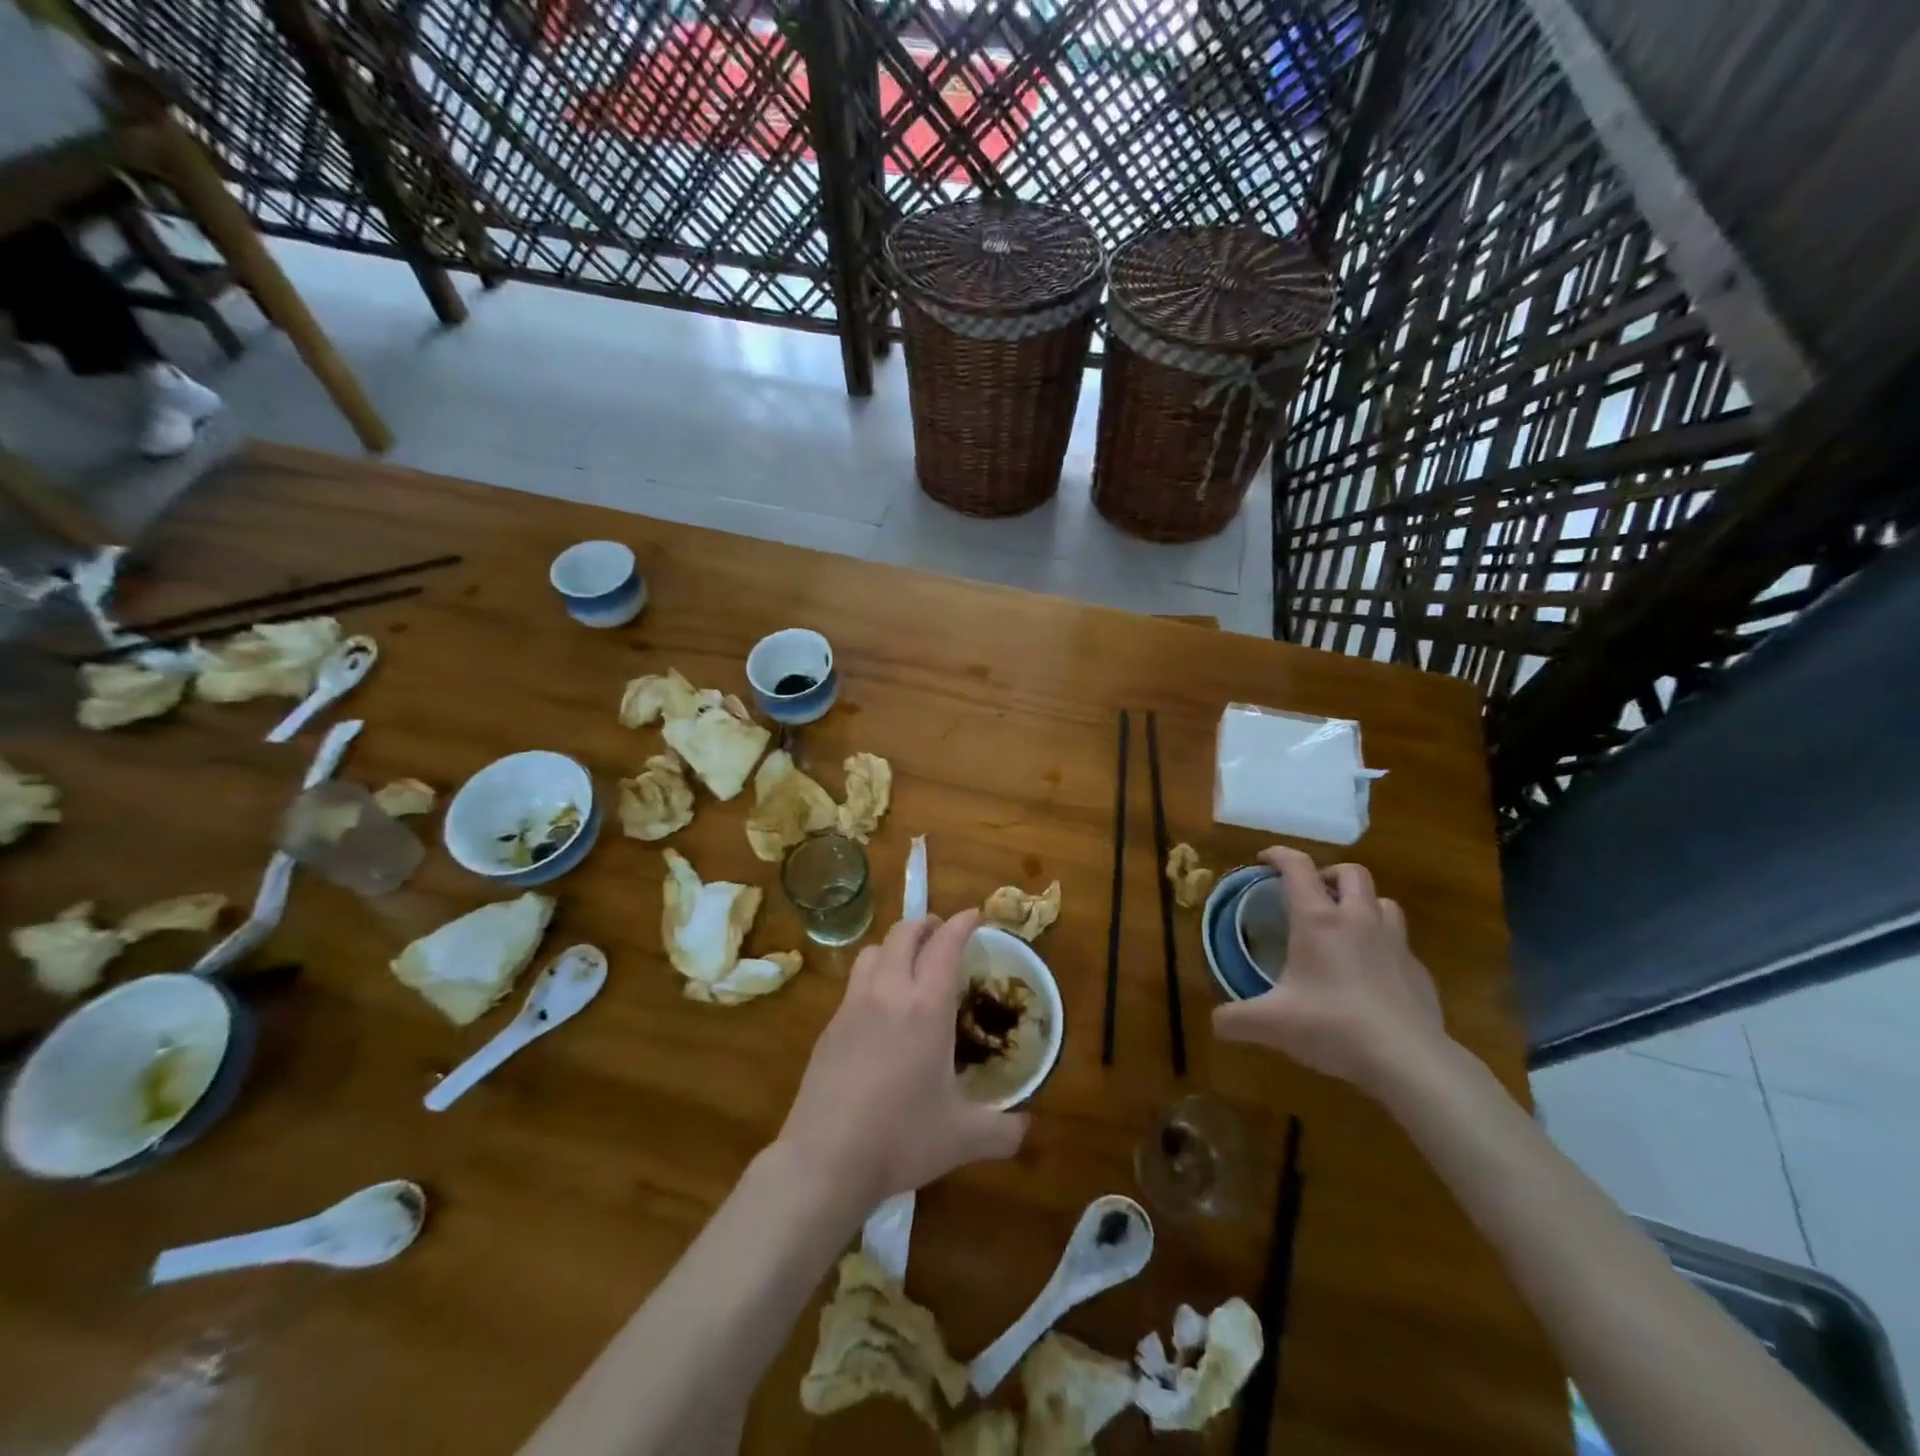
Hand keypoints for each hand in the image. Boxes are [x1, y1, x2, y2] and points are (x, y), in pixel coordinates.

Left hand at [776, 910, 1027, 1205]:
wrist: (825, 1160)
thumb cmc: (901, 1139)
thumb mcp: (963, 1138)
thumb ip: (1003, 1131)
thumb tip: (1027, 1128)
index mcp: (925, 1008)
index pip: (945, 945)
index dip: (961, 924)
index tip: (974, 915)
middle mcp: (888, 993)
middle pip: (903, 934)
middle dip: (925, 924)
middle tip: (941, 933)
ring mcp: (852, 1006)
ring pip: (872, 951)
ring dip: (894, 945)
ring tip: (907, 962)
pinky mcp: (828, 1027)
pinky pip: (854, 983)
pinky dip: (873, 976)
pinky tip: (879, 1009)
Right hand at [1212, 847, 1447, 1098]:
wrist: (1409, 1061)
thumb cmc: (1333, 1027)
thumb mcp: (1271, 1024)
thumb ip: (1235, 1019)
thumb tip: (1215, 1021)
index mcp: (1318, 921)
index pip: (1298, 868)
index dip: (1279, 855)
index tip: (1264, 860)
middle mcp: (1358, 920)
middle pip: (1351, 872)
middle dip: (1328, 874)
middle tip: (1311, 893)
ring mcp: (1395, 944)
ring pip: (1383, 901)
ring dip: (1362, 904)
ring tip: (1345, 926)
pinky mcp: (1419, 971)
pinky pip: (1400, 943)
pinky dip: (1382, 945)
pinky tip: (1371, 973)